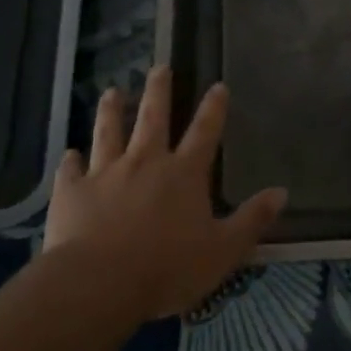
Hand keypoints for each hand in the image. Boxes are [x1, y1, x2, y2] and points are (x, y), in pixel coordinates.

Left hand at [44, 66, 286, 319]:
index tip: (218, 85)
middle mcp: (145, 162)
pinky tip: (69, 154)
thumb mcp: (224, 250)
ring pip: (108, 132)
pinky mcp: (72, 191)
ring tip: (111, 91)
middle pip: (152, 118)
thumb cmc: (168, 268)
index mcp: (184, 174)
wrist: (100, 283)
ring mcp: (105, 173)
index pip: (204, 132)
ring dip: (111, 110)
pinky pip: (71, 170)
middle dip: (158, 91)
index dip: (214, 108)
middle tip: (159, 67)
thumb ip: (252, 220)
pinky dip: (71, 161)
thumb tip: (282, 192)